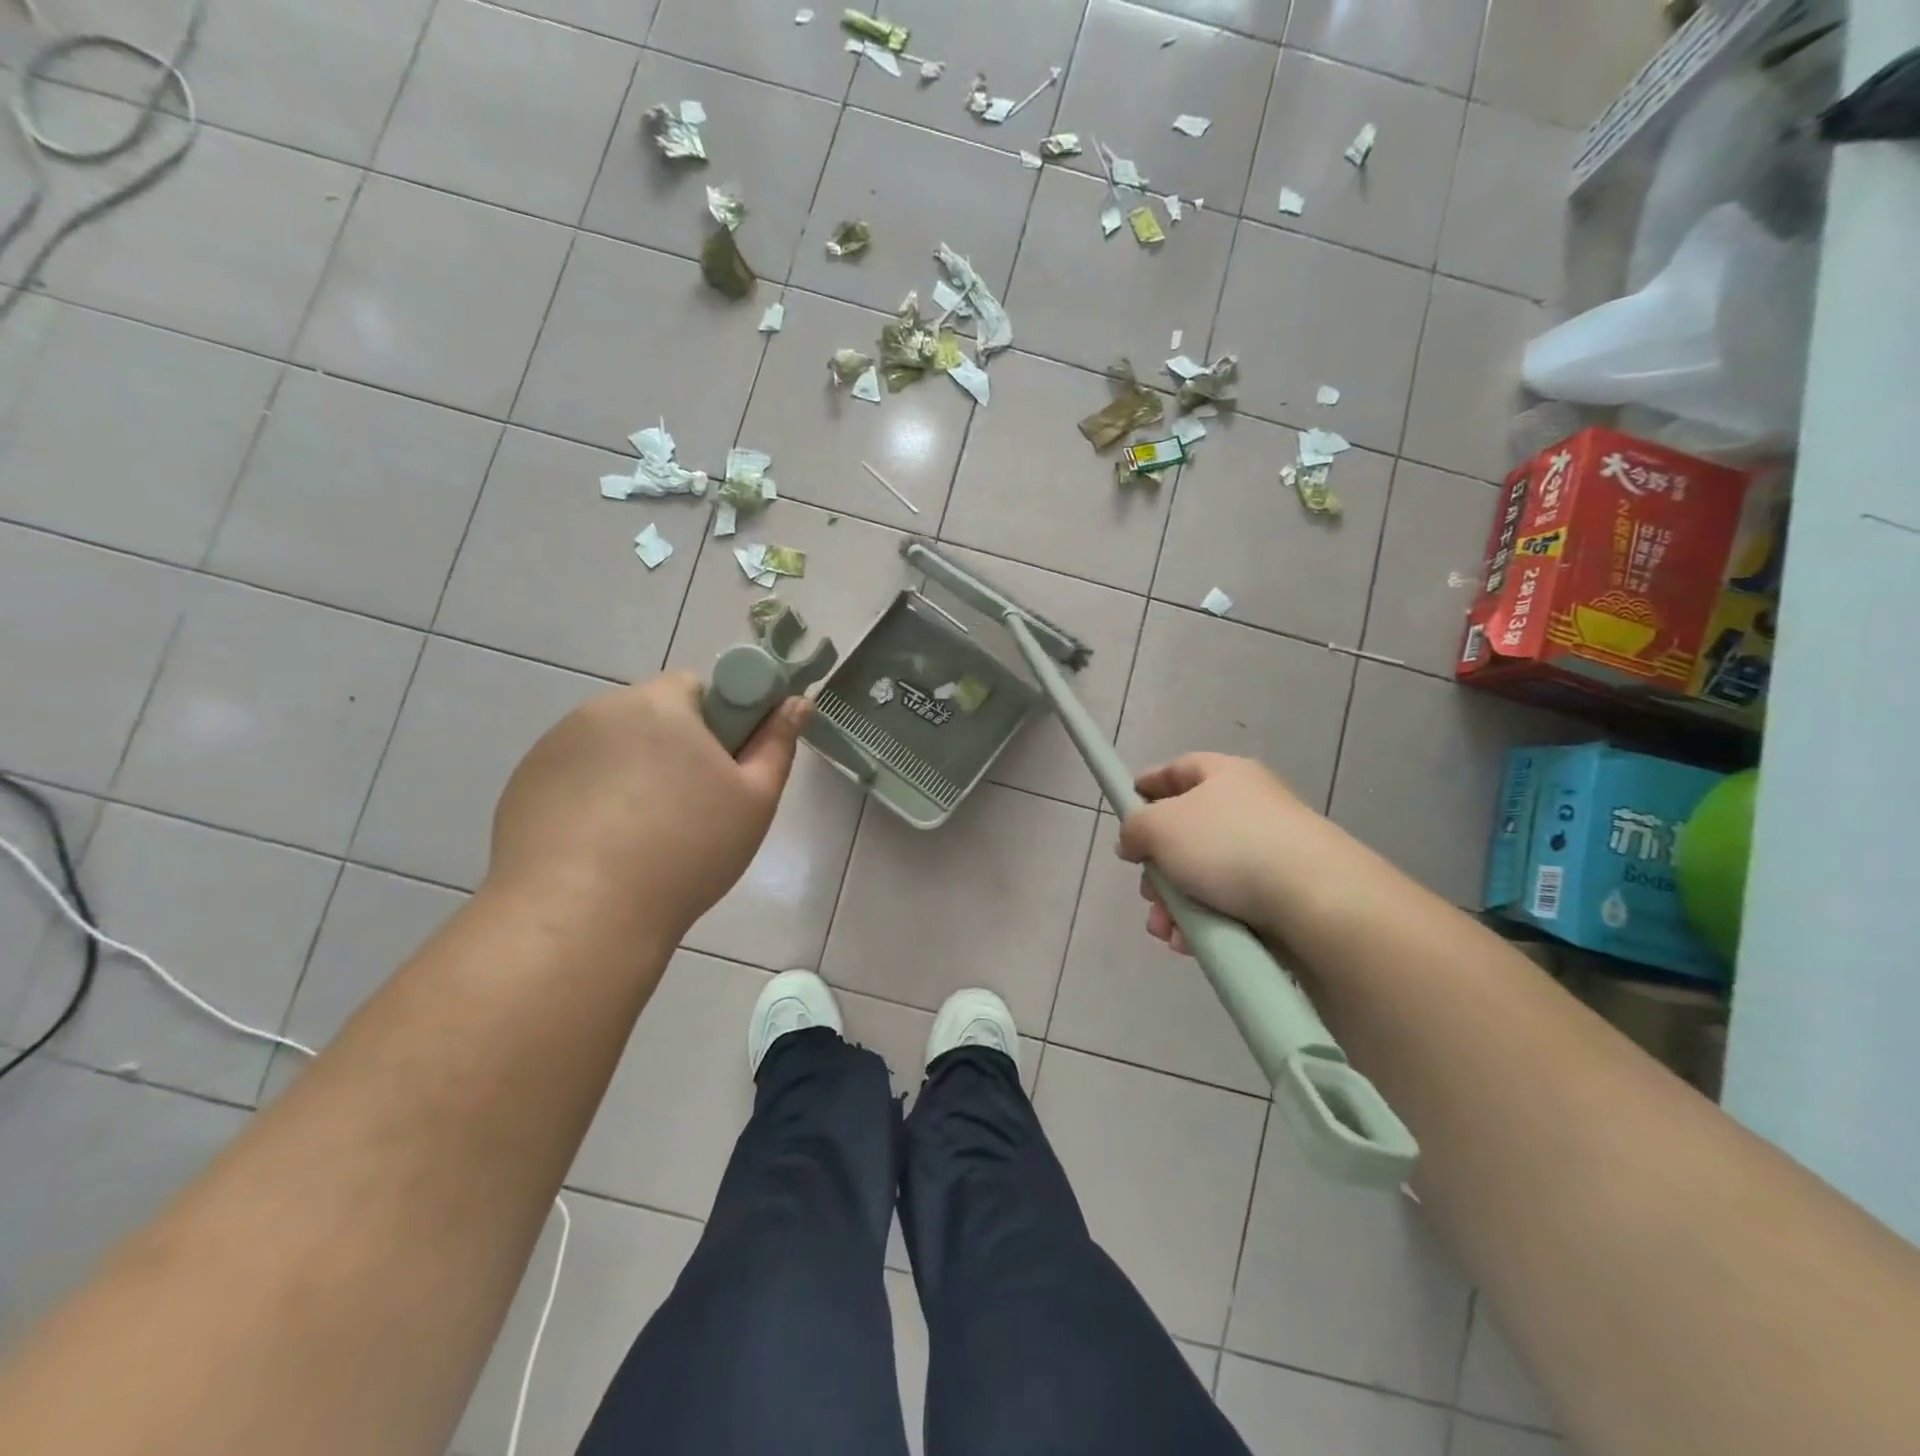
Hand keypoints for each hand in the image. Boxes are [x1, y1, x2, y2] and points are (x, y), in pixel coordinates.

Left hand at [487, 673, 807, 944]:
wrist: (580, 917)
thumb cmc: (685, 850)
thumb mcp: (754, 800)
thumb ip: (778, 744)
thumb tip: (797, 703)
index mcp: (659, 703)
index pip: (699, 686)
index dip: (721, 722)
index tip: (725, 770)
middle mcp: (600, 710)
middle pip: (654, 716)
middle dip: (677, 748)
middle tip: (695, 808)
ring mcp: (553, 747)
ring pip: (614, 747)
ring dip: (634, 772)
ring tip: (645, 836)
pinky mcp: (523, 785)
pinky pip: (576, 777)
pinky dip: (594, 798)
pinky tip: (603, 847)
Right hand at [1116, 753, 1349, 953]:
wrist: (1316, 899)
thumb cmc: (1228, 845)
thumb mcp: (1161, 827)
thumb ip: (1135, 828)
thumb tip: (1134, 840)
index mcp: (1225, 775)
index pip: (1179, 769)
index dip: (1149, 785)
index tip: (1126, 806)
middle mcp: (1249, 807)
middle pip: (1186, 832)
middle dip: (1157, 868)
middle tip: (1147, 892)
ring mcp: (1269, 852)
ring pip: (1203, 875)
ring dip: (1174, 904)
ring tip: (1164, 930)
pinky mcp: (1282, 894)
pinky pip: (1228, 904)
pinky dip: (1203, 921)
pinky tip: (1188, 942)